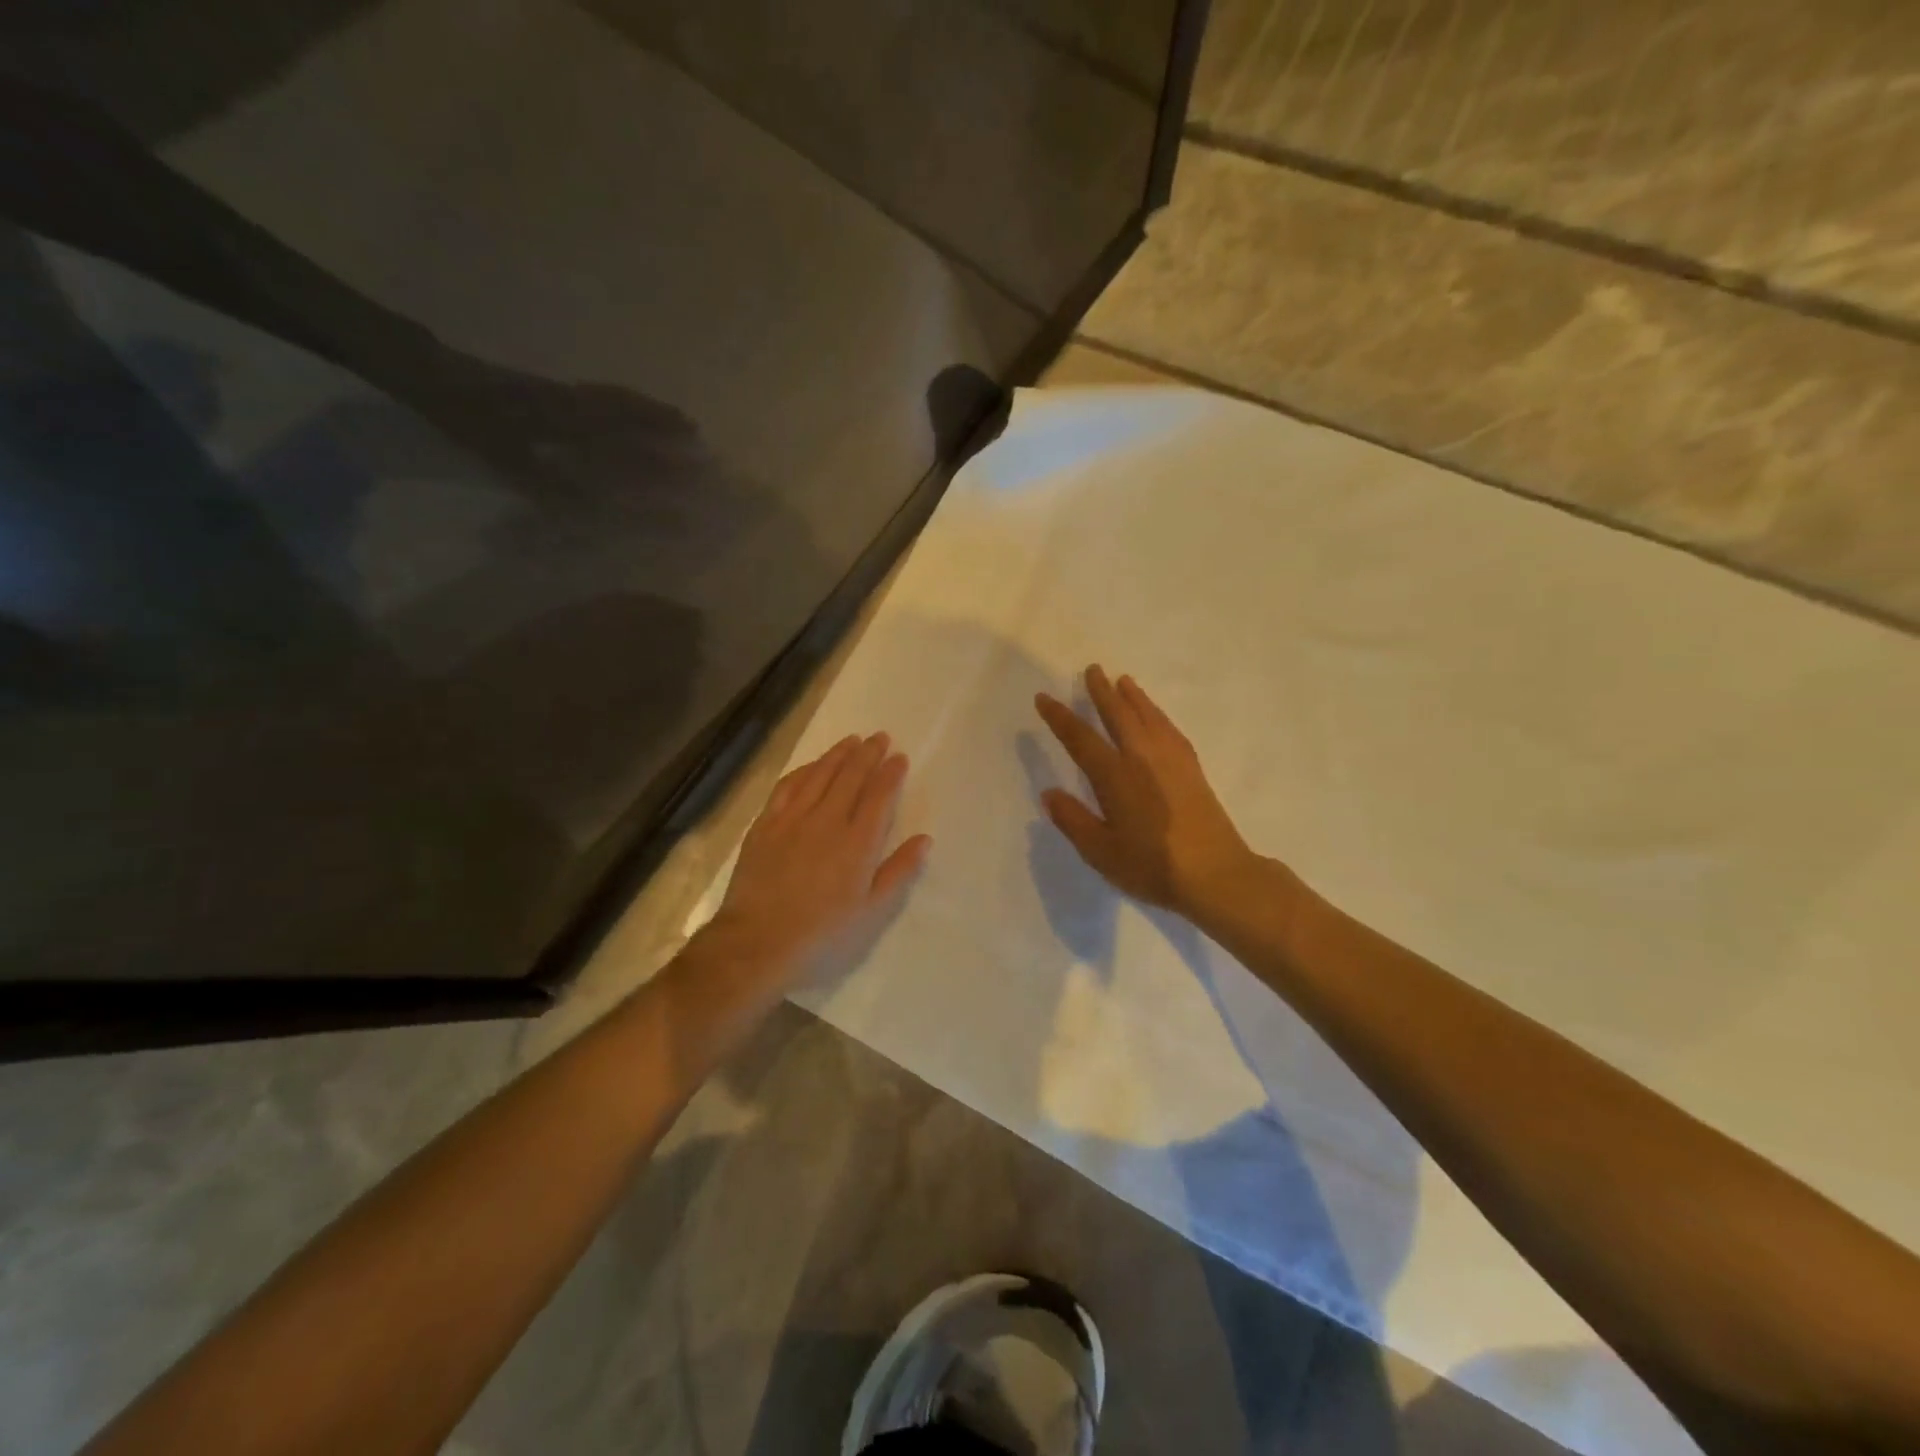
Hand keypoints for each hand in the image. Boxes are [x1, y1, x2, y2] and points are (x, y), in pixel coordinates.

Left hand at [709, 732, 931, 986]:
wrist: (758, 941)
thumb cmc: (822, 933)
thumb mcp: (871, 911)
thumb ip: (898, 871)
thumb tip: (924, 839)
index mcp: (858, 842)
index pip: (879, 797)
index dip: (890, 774)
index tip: (899, 757)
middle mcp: (828, 820)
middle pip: (851, 777)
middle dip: (868, 754)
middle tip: (879, 737)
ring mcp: (793, 819)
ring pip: (820, 775)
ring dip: (838, 754)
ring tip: (851, 740)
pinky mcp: (766, 824)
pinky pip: (788, 787)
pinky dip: (804, 771)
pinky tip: (811, 765)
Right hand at [1035, 666, 1258, 921]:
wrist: (1216, 874)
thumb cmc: (1152, 866)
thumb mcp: (1101, 851)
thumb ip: (1073, 820)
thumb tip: (1049, 793)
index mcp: (1115, 775)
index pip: (1080, 738)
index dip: (1060, 717)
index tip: (1044, 698)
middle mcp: (1142, 757)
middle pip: (1119, 715)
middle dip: (1102, 691)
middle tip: (1092, 669)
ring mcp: (1171, 760)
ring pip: (1148, 716)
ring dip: (1133, 696)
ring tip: (1123, 680)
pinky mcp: (1192, 768)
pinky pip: (1170, 728)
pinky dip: (1157, 714)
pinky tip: (1156, 716)